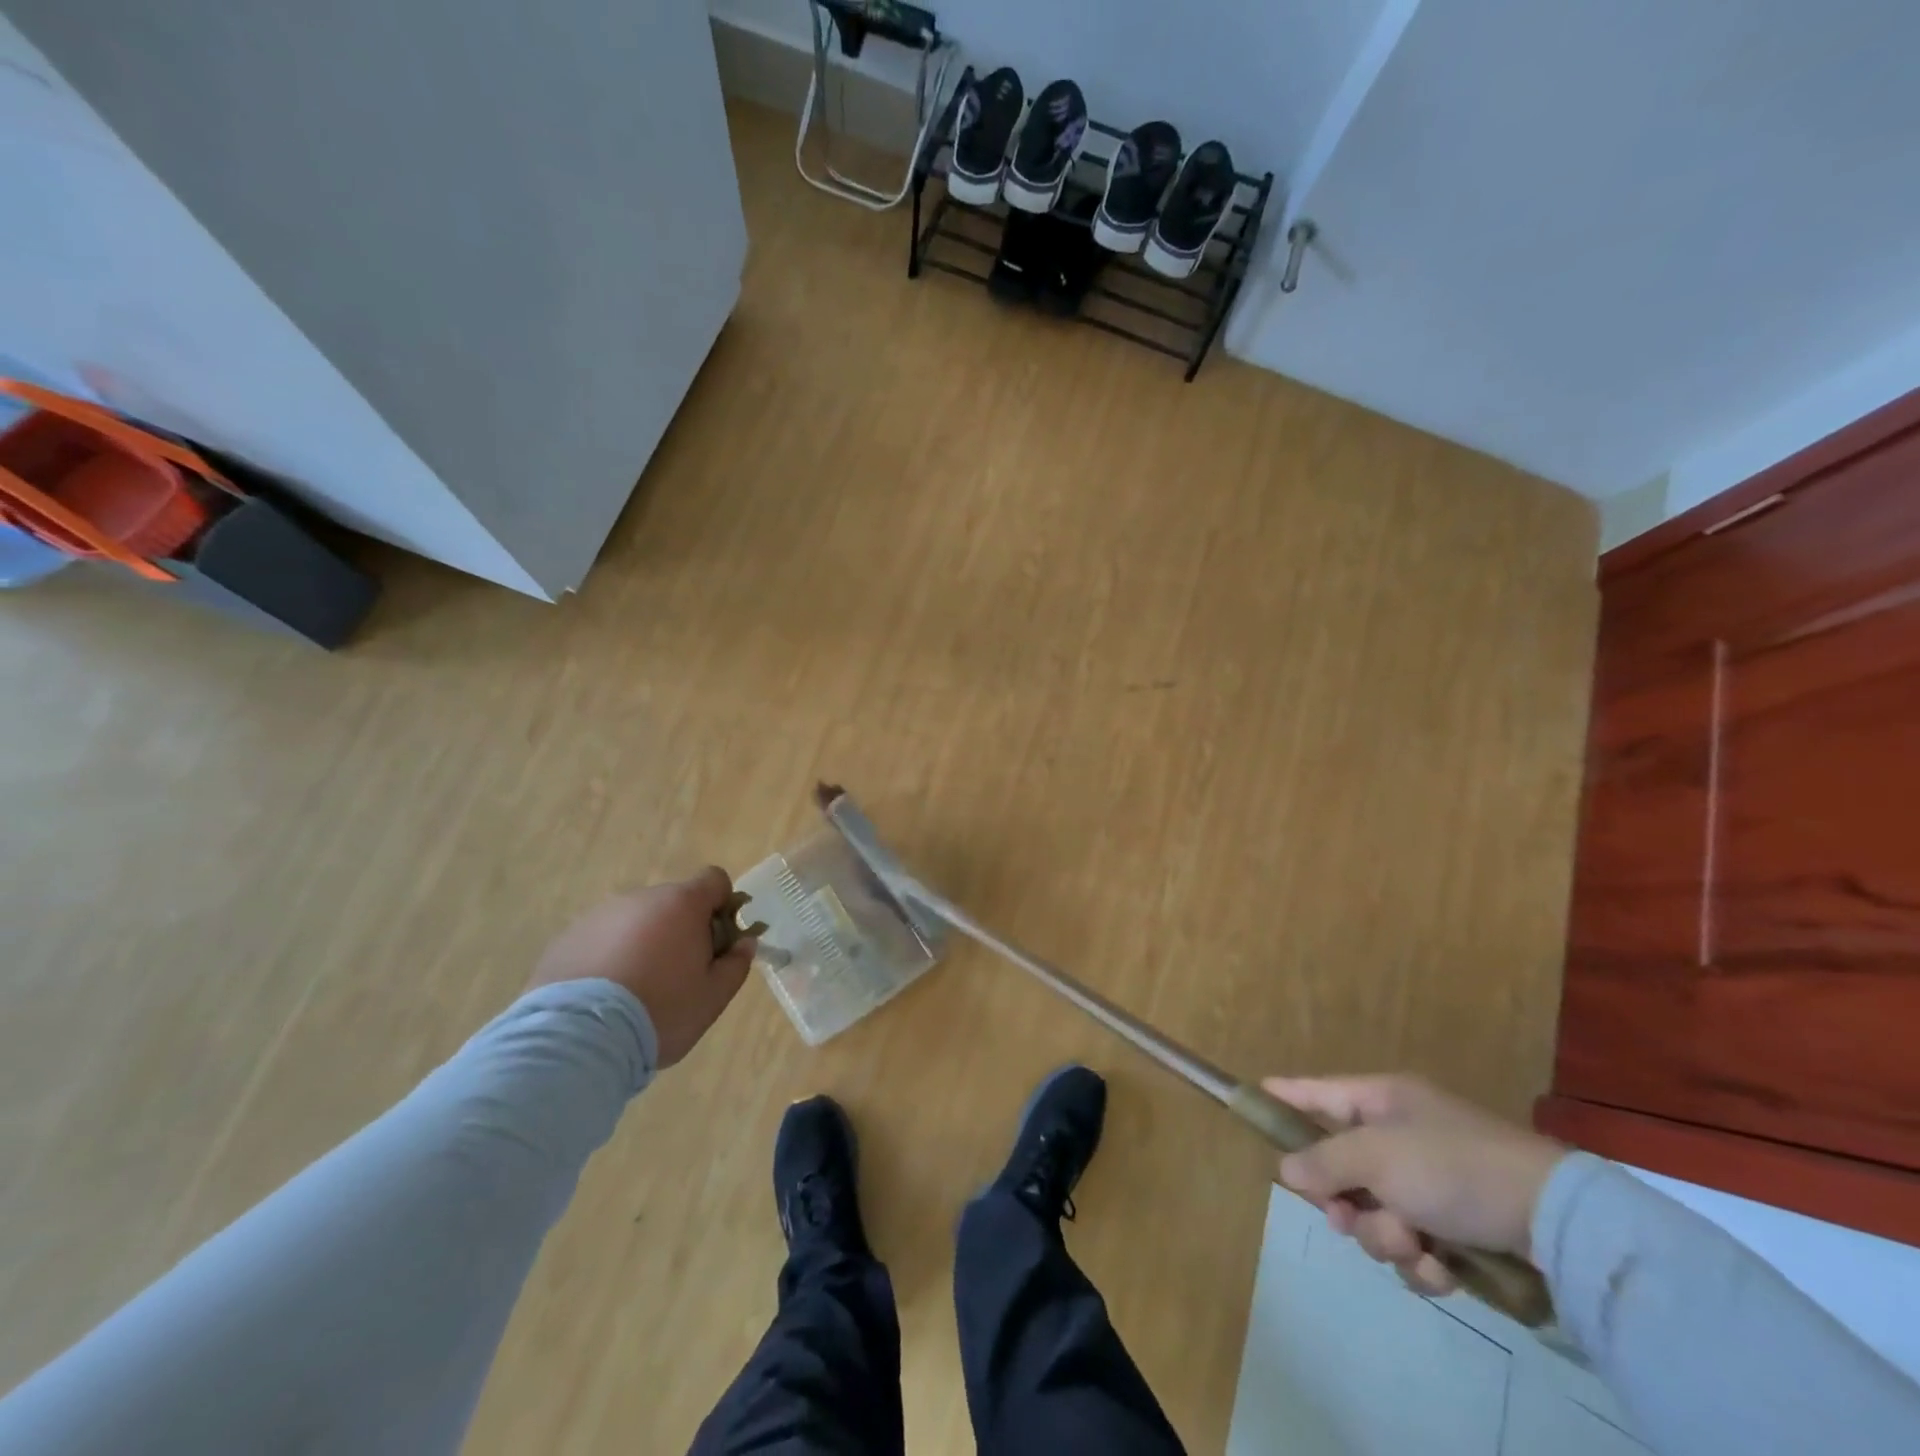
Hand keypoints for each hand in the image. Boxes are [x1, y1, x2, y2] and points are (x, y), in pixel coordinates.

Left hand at [528, 867, 755, 1066]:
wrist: (577, 1038)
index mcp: (682, 904)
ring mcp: (599, 916)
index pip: (714, 880)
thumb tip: (744, 943)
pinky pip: (601, 940)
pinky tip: (603, 997)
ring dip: (643, 943)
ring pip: (635, 921)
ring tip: (634, 991)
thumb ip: (736, 964)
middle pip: (672, 903)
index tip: (718, 940)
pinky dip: (609, 957)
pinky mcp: (566, 939)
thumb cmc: (660, 1011)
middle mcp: (640, 898)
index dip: (723, 905)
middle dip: (681, 929)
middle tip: (678, 975)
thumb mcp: (712, 997)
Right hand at [1263, 1073, 1566, 1295]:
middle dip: (1344, 1200)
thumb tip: (1287, 1170)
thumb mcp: (1377, 1157)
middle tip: (1345, 1217)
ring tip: (1415, 1245)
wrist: (1555, 1221)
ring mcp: (1431, 1182)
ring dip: (1386, 1237)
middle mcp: (1402, 1136)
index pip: (1318, 1092)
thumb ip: (1323, 1161)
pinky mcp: (1458, 1225)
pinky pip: (1413, 1243)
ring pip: (1375, 1213)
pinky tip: (1442, 1267)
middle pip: (1342, 1166)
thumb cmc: (1452, 1167)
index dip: (1285, 1095)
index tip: (1253, 1095)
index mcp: (1383, 1101)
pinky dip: (1422, 1259)